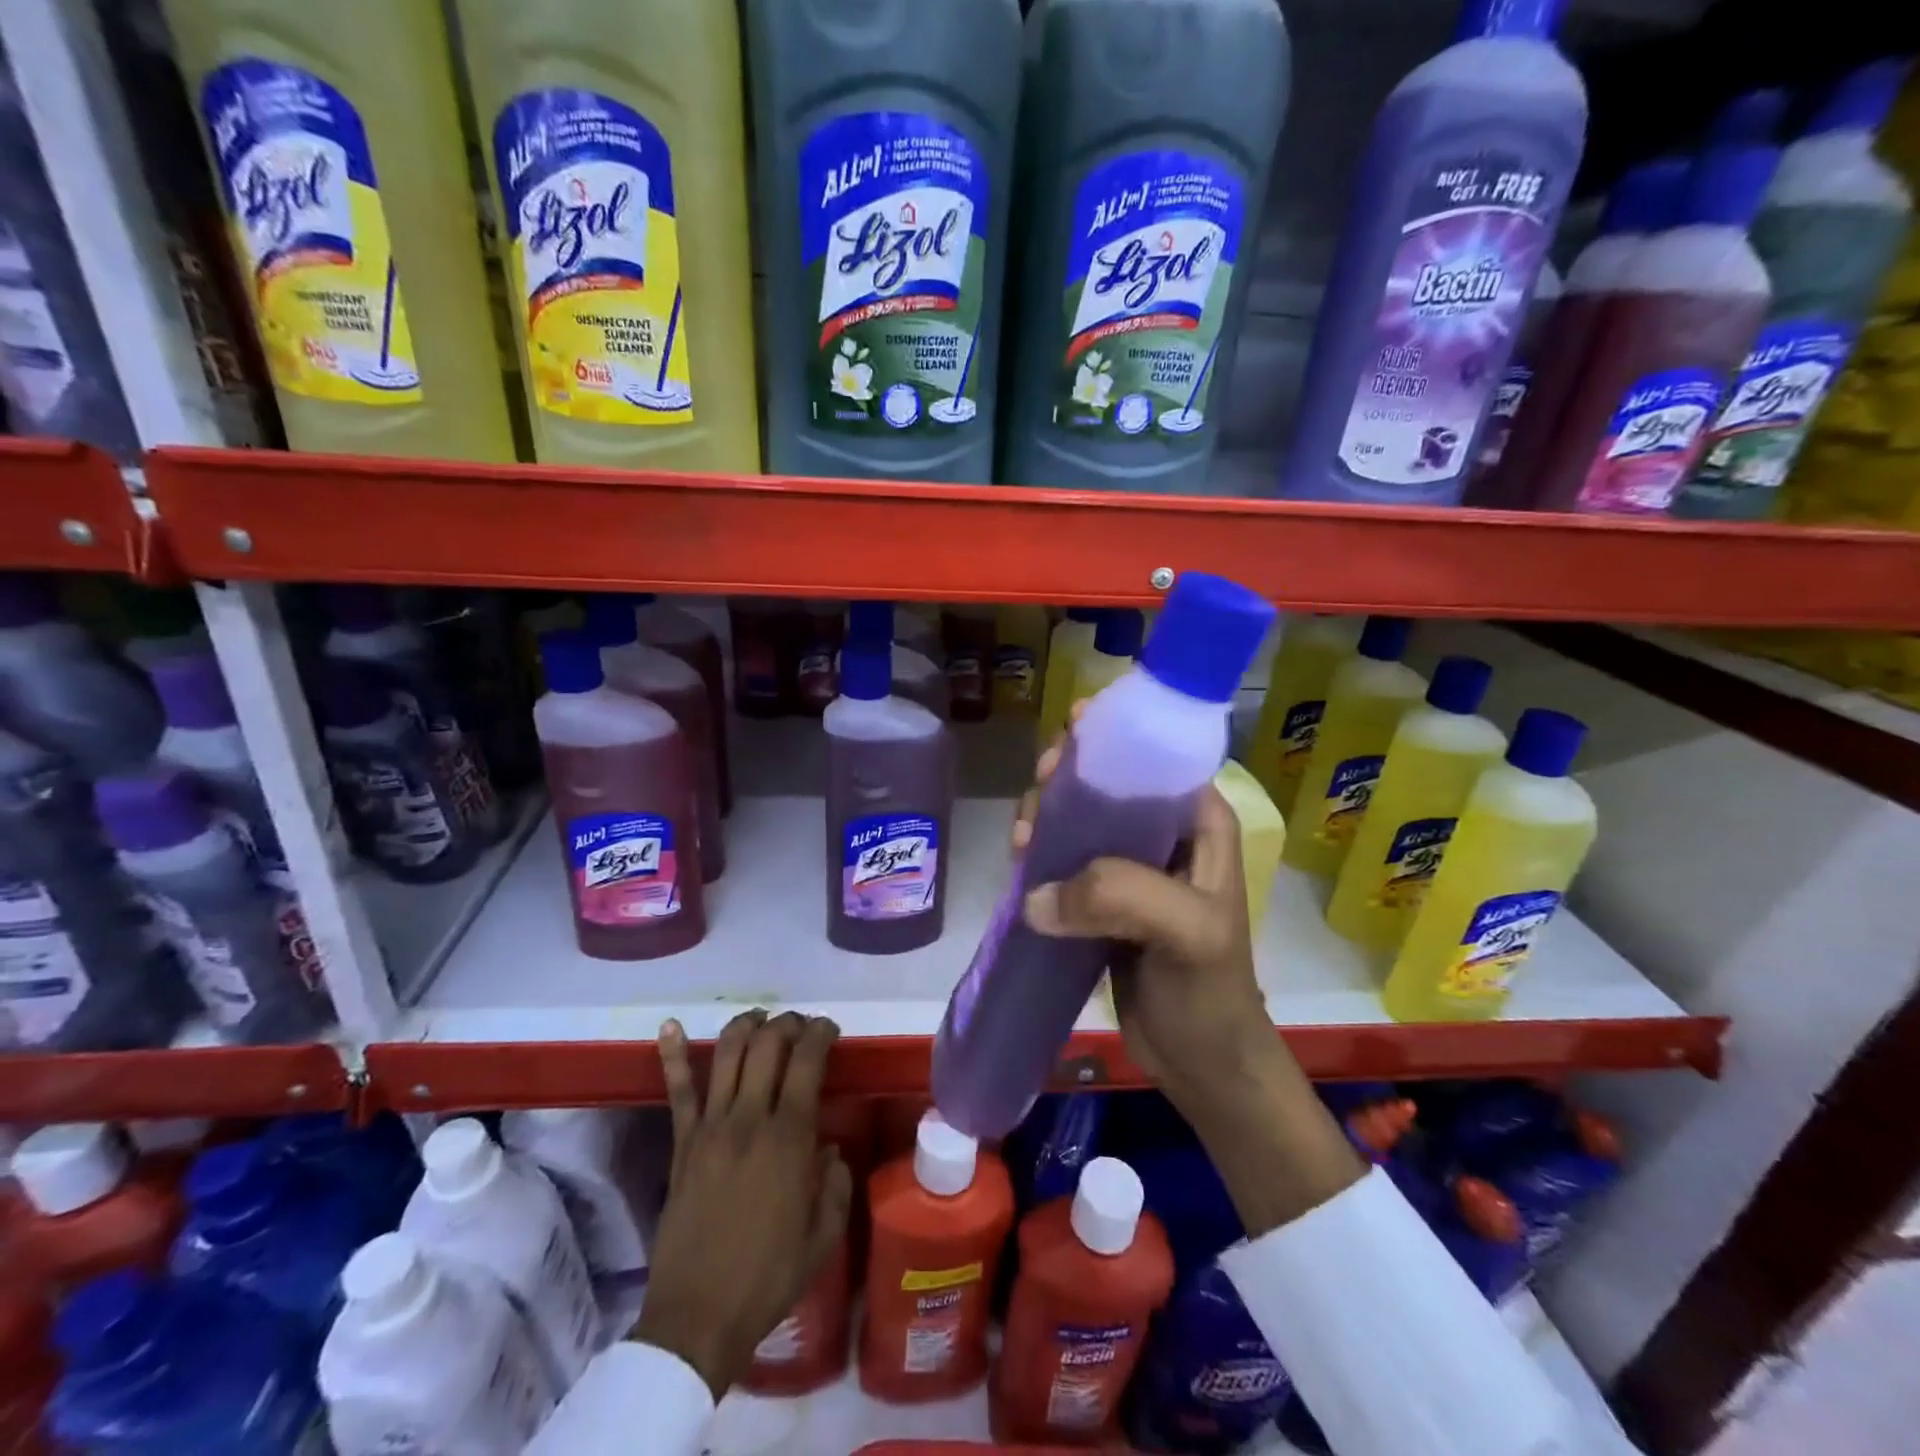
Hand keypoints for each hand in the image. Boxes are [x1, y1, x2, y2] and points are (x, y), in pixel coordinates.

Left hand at [634, 1010, 852, 1398]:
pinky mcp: (681, 1143)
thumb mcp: (824, 1236)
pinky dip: (672, 1054)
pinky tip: (669, 1025)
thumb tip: (830, 1150)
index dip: (820, 1033)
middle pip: (768, 1044)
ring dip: (746, 1025)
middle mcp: (749, 1118)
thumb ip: (836, 1184)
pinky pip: (678, 1091)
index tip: (830, 1029)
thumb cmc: (768, 1278)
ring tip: (760, 1019)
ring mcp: (710, 1127)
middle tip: (800, 1026)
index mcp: (789, 1137)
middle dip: (788, 1023)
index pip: (807, 1061)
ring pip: (727, 1053)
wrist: (697, 1319)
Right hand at [1013, 727, 1267, 1103]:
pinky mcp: (1100, 898)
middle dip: (1066, 781)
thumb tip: (1036, 895)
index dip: (1108, 741)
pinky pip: (1062, 859)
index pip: (1153, 757)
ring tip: (1023, 842)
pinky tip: (1020, 862)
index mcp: (1199, 821)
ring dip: (1045, 818)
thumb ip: (1121, 895)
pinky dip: (1038, 855)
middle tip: (1038, 802)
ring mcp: (1129, 866)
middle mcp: (1163, 832)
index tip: (1064, 746)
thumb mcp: (1186, 933)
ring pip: (1078, 818)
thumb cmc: (1209, 991)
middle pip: (1105, 781)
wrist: (1200, 1064)